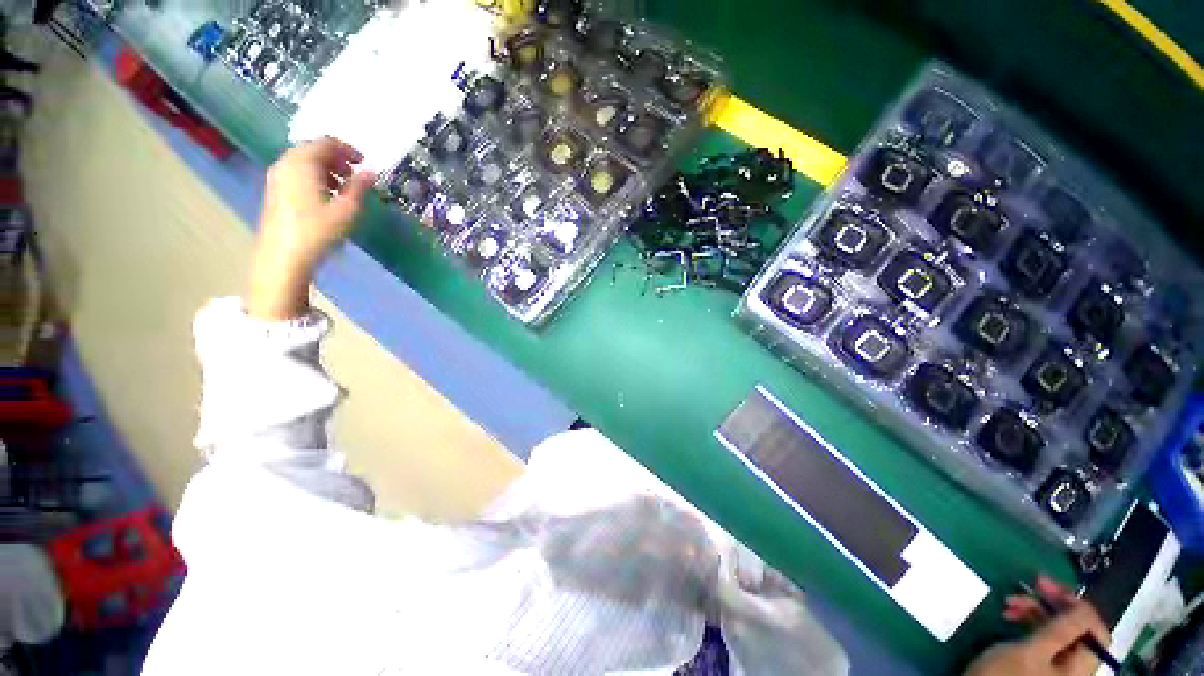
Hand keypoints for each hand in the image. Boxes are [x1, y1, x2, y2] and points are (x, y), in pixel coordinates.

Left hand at [248, 137, 374, 319]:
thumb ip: (359, 187)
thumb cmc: (318, 231)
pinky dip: (315, 177)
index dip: (347, 149)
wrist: (283, 256)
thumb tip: (371, 171)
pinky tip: (327, 196)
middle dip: (336, 158)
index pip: (326, 142)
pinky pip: (297, 173)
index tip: (364, 163)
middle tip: (355, 174)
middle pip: (313, 149)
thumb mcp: (346, 209)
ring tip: (344, 187)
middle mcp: (286, 163)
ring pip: (304, 162)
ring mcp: (277, 177)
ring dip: (326, 168)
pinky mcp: (275, 191)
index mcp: (302, 163)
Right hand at [965, 577, 1110, 675]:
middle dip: (1052, 605)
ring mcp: (1056, 667)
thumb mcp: (1031, 652)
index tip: (1049, 587)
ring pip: (1057, 631)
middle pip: (1077, 629)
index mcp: (1081, 666)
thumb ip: (1061, 631)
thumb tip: (1083, 607)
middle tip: (1029, 586)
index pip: (1096, 630)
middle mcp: (1075, 667)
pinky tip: (1012, 616)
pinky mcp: (1039, 664)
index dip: (1078, 606)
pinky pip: (1045, 638)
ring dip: (1036, 611)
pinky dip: (1030, 622)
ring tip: (1010, 603)